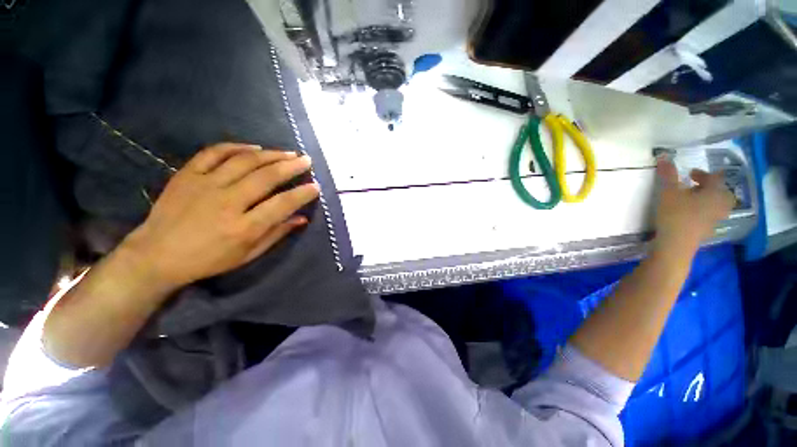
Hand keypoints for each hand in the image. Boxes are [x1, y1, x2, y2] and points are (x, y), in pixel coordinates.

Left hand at [122, 142, 319, 290]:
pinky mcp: (187, 175)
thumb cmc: (209, 260)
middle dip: (291, 166)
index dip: (302, 194)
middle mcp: (227, 202)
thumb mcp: (248, 254)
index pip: (282, 204)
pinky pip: (214, 152)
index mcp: (244, 227)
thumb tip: (302, 218)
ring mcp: (205, 185)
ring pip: (245, 161)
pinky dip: (237, 147)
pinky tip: (254, 147)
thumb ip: (277, 234)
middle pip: (266, 177)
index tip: (315, 186)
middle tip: (307, 161)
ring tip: (288, 152)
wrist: (157, 255)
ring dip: (271, 154)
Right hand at [653, 157, 735, 252]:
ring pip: (717, 205)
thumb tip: (663, 156)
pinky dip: (704, 211)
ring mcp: (716, 219)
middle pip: (721, 192)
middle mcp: (720, 205)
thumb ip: (668, 175)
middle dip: (709, 187)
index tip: (689, 174)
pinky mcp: (708, 230)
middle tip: (694, 186)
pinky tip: (691, 213)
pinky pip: (711, 215)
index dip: (703, 173)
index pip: (715, 178)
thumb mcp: (668, 193)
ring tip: (692, 199)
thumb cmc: (675, 215)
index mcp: (715, 193)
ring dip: (707, 199)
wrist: (676, 245)